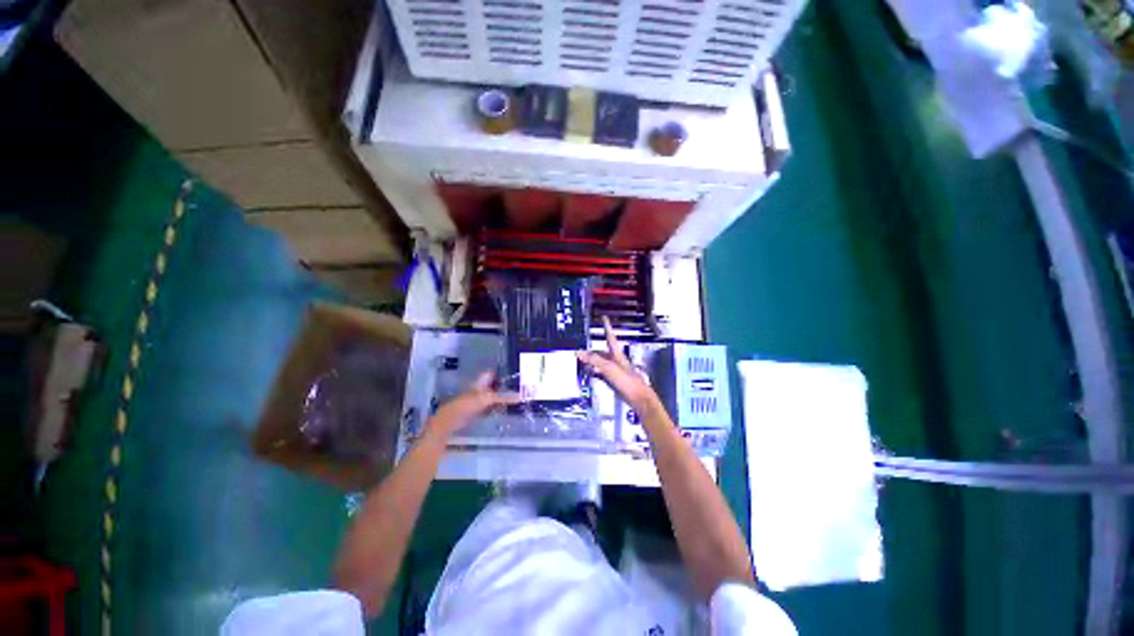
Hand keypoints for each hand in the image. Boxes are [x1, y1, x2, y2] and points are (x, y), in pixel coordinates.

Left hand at [428, 371, 518, 438]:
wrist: (451, 422)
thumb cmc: (466, 405)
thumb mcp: (486, 399)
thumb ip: (503, 397)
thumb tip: (521, 396)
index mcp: (481, 381)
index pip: (494, 372)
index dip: (504, 371)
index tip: (518, 372)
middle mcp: (481, 388)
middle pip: (496, 384)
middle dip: (507, 385)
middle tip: (523, 386)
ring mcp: (480, 399)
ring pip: (496, 395)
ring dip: (506, 396)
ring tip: (521, 396)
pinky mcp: (480, 410)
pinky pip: (494, 405)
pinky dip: (501, 406)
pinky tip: (510, 408)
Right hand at [577, 316, 660, 413]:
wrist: (639, 399)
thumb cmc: (628, 382)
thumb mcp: (608, 368)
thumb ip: (594, 360)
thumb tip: (579, 353)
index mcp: (617, 354)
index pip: (610, 336)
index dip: (607, 327)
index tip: (604, 318)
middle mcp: (617, 361)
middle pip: (603, 351)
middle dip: (593, 349)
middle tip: (583, 347)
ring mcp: (616, 371)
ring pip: (602, 363)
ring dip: (593, 362)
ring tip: (583, 360)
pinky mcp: (615, 382)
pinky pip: (602, 375)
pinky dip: (595, 373)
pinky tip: (591, 375)